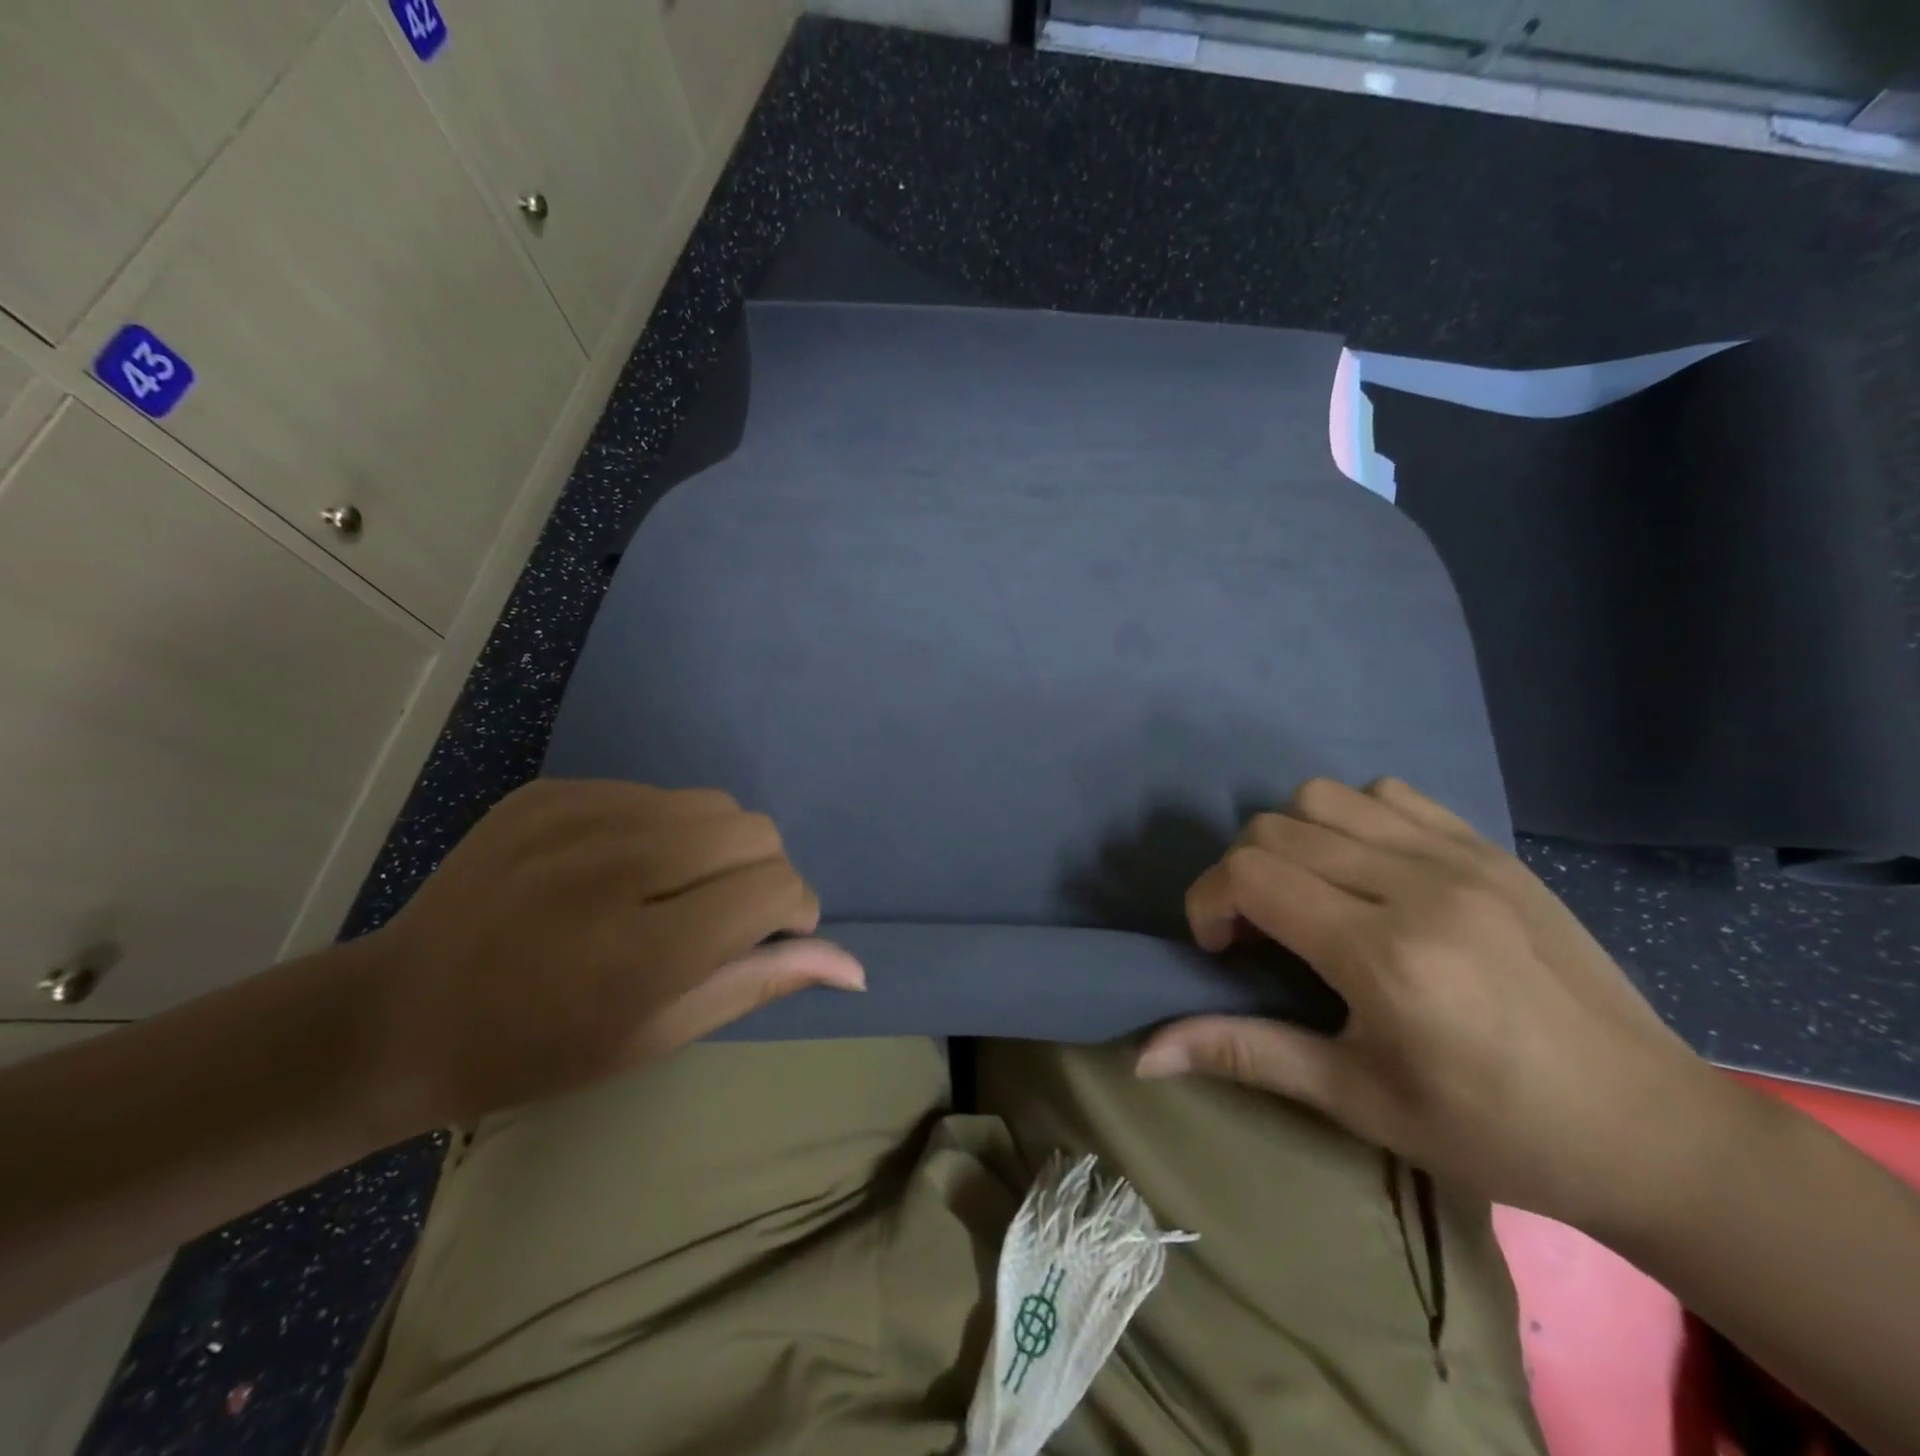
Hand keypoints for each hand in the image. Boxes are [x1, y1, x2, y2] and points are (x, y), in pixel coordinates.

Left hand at [356, 780, 863, 1128]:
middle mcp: (617, 866)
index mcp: (644, 948)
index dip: (792, 912)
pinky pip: (654, 793)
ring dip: (716, 846)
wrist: (400, 1014)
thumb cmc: (541, 1048)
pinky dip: (662, 828)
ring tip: (670, 889)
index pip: (776, 888)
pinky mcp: (549, 791)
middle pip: (754, 831)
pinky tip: (616, 869)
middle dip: (760, 874)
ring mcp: (577, 817)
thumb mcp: (660, 1035)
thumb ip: (760, 983)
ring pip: (712, 804)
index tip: (767, 938)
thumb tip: (854, 966)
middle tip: (718, 917)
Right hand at [1136, 777, 1726, 1233]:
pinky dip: (1351, 820)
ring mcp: (1461, 857)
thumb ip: (1245, 1054)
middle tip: (1258, 932)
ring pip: (1323, 797)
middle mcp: (1418, 886)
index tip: (1219, 948)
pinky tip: (1369, 872)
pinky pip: (1388, 794)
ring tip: (1311, 895)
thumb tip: (1145, 1054)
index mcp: (1385, 955)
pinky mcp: (1491, 848)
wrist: (1651, 1128)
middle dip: (1240, 875)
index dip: (1207, 901)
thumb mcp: (1358, 1101)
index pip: (1250, 875)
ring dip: (1290, 840)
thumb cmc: (1493, 1131)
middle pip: (1274, 829)